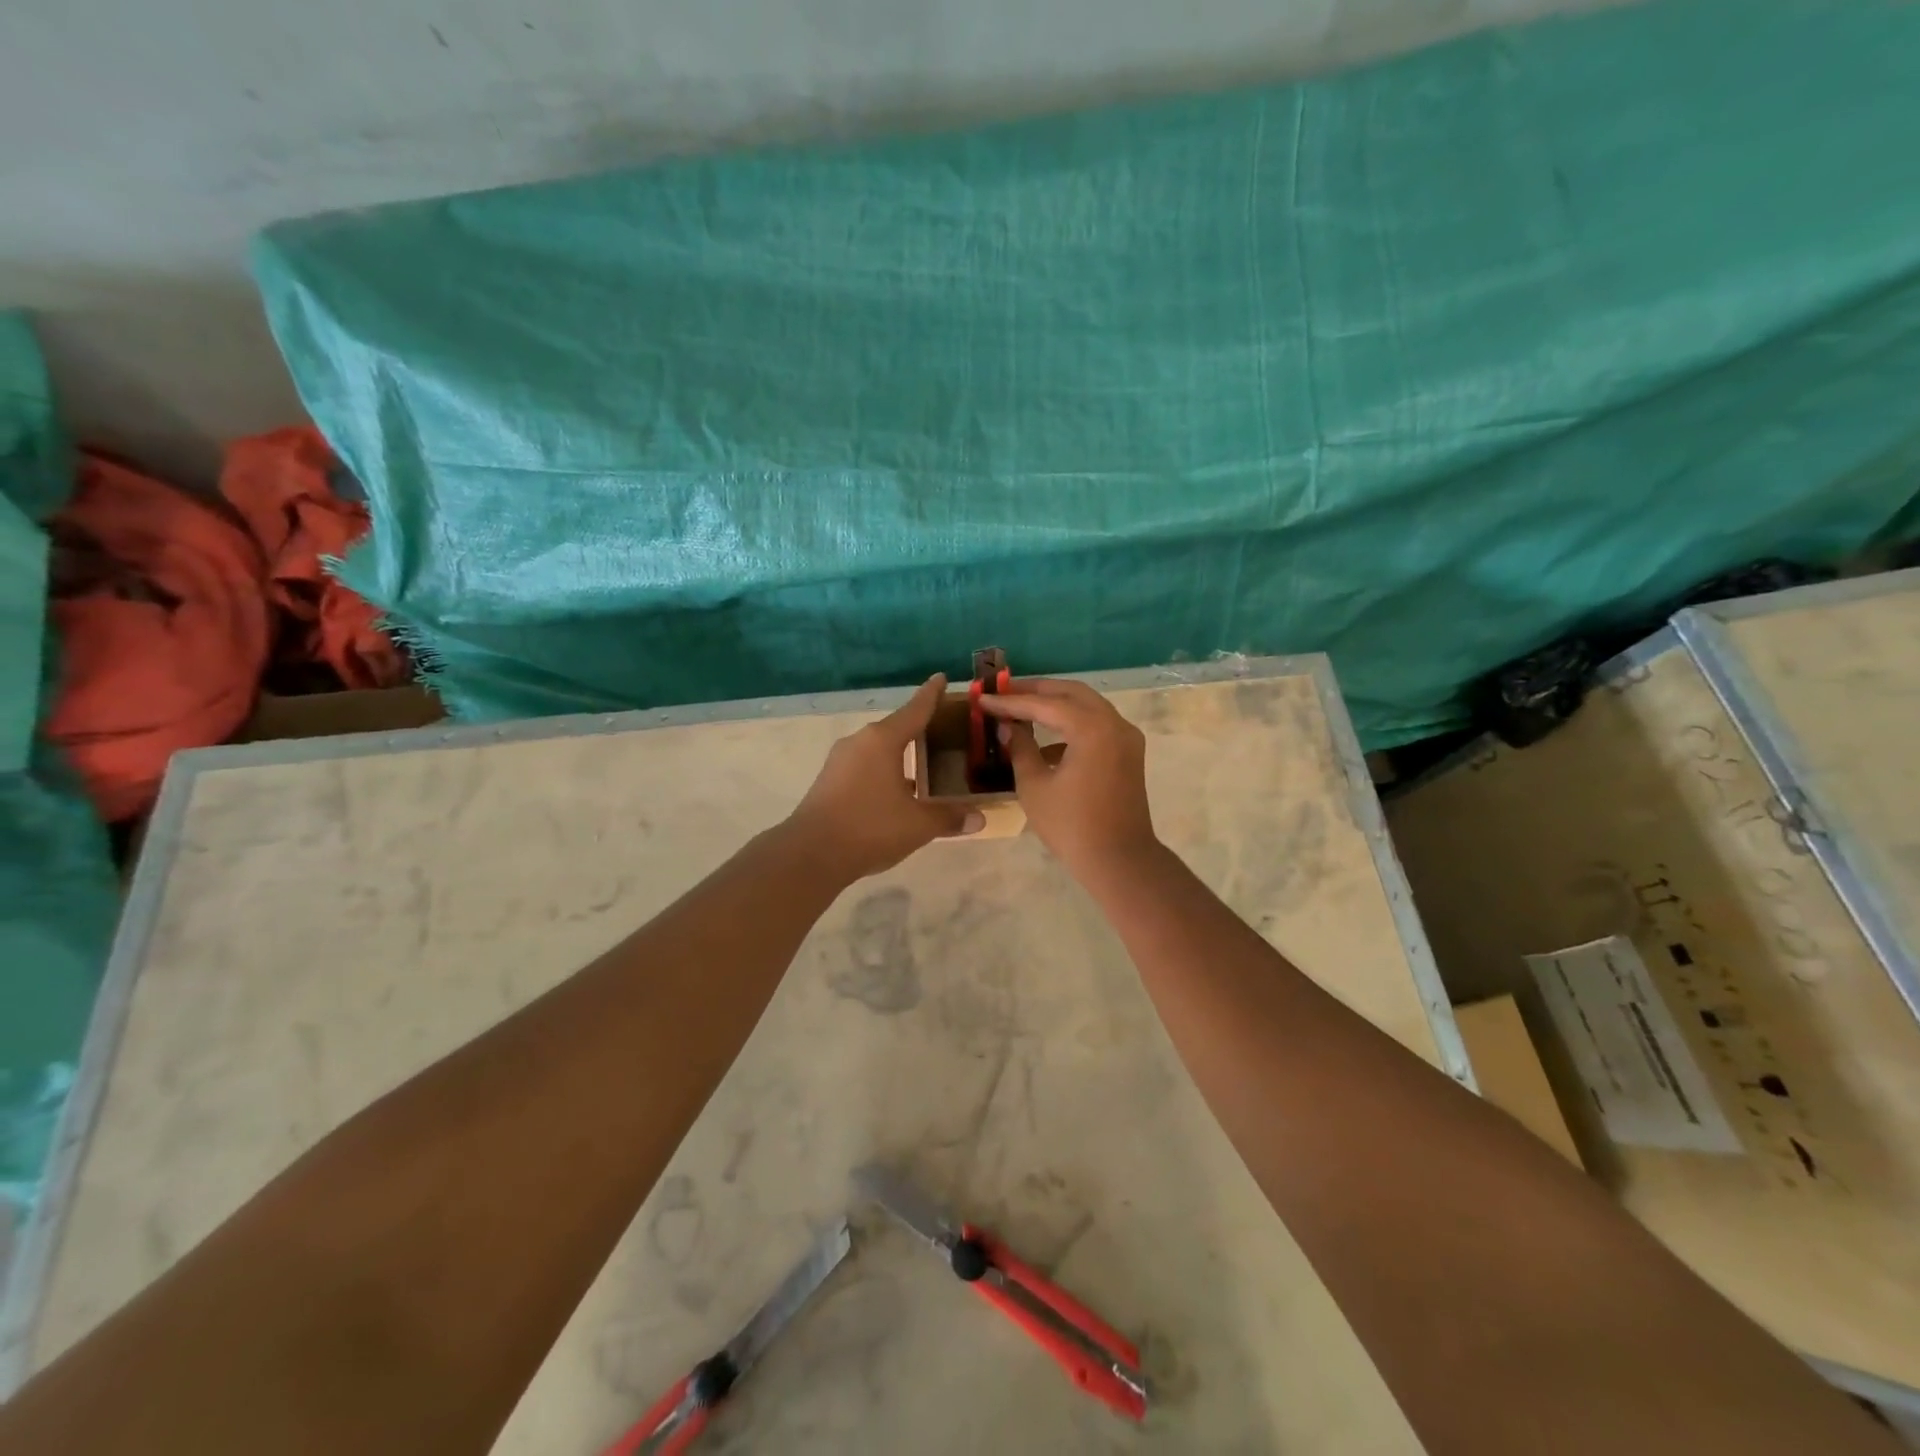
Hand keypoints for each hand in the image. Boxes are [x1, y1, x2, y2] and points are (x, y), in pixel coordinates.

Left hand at [787, 675, 983, 879]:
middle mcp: (860, 742)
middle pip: (896, 728)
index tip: (942, 678)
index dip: (932, 694)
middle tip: (944, 729)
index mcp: (883, 740)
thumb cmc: (870, 827)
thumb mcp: (918, 824)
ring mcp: (841, 761)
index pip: (915, 710)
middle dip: (919, 728)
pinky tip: (898, 790)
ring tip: (925, 763)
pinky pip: (866, 766)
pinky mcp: (830, 781)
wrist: (811, 853)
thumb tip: (980, 818)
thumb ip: (949, 817)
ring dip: (901, 754)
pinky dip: (885, 770)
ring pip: (879, 749)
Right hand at [975, 678, 1157, 879]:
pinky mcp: (1128, 753)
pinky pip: (1097, 726)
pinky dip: (1071, 725)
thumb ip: (1020, 749)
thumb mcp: (1035, 786)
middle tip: (1004, 692)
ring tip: (1021, 709)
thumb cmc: (1071, 825)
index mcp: (1092, 728)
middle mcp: (1114, 723)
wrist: (1119, 860)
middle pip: (1071, 693)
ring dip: (1055, 705)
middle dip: (1036, 690)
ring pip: (1087, 706)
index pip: (1044, 704)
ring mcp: (1126, 737)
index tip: (983, 698)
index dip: (1010, 701)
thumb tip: (1009, 727)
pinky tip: (1045, 743)